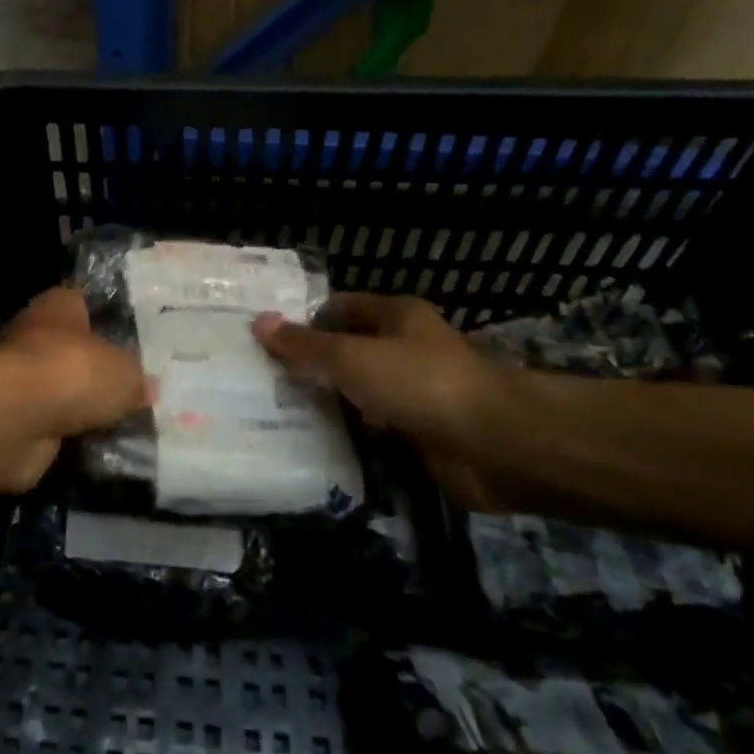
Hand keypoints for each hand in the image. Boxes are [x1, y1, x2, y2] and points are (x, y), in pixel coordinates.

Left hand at [0, 287, 149, 490]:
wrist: (17, 420)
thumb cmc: (73, 371)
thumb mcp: (126, 372)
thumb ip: (137, 379)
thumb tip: (146, 388)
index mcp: (58, 306)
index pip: (84, 303)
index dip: (108, 319)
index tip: (136, 337)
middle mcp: (35, 336)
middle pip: (74, 350)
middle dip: (99, 369)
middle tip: (138, 386)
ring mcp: (22, 380)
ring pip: (63, 391)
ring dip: (84, 407)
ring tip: (127, 422)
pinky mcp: (16, 419)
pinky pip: (54, 426)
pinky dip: (72, 436)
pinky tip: (102, 446)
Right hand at [252, 293, 512, 509]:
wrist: (495, 445)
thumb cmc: (420, 383)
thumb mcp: (352, 357)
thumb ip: (306, 345)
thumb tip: (259, 323)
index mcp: (397, 316)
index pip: (341, 307)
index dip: (306, 320)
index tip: (267, 341)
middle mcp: (407, 348)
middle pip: (350, 349)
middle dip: (313, 363)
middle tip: (264, 379)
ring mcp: (416, 392)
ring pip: (361, 390)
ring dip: (331, 400)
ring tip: (278, 411)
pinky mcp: (422, 432)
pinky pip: (376, 427)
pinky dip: (352, 432)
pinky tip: (318, 441)